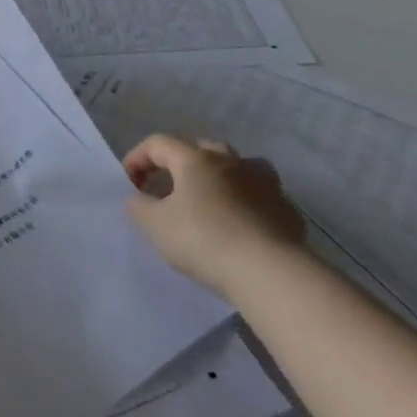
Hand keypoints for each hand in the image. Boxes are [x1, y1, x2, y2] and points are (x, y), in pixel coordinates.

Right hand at [123, 135, 305, 295]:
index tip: (129, 184)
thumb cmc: (203, 240)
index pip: (159, 143)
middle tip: (169, 188)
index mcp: (196, 160)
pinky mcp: (286, 210)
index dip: (138, 158)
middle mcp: (231, 162)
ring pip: (239, 166)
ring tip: (210, 200)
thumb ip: (139, 206)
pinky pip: (261, 196)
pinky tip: (241, 225)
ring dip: (221, 176)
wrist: (268, 272)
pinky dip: (247, 203)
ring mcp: (264, 184)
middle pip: (202, 148)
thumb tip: (139, 199)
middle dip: (181, 163)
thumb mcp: (154, 225)